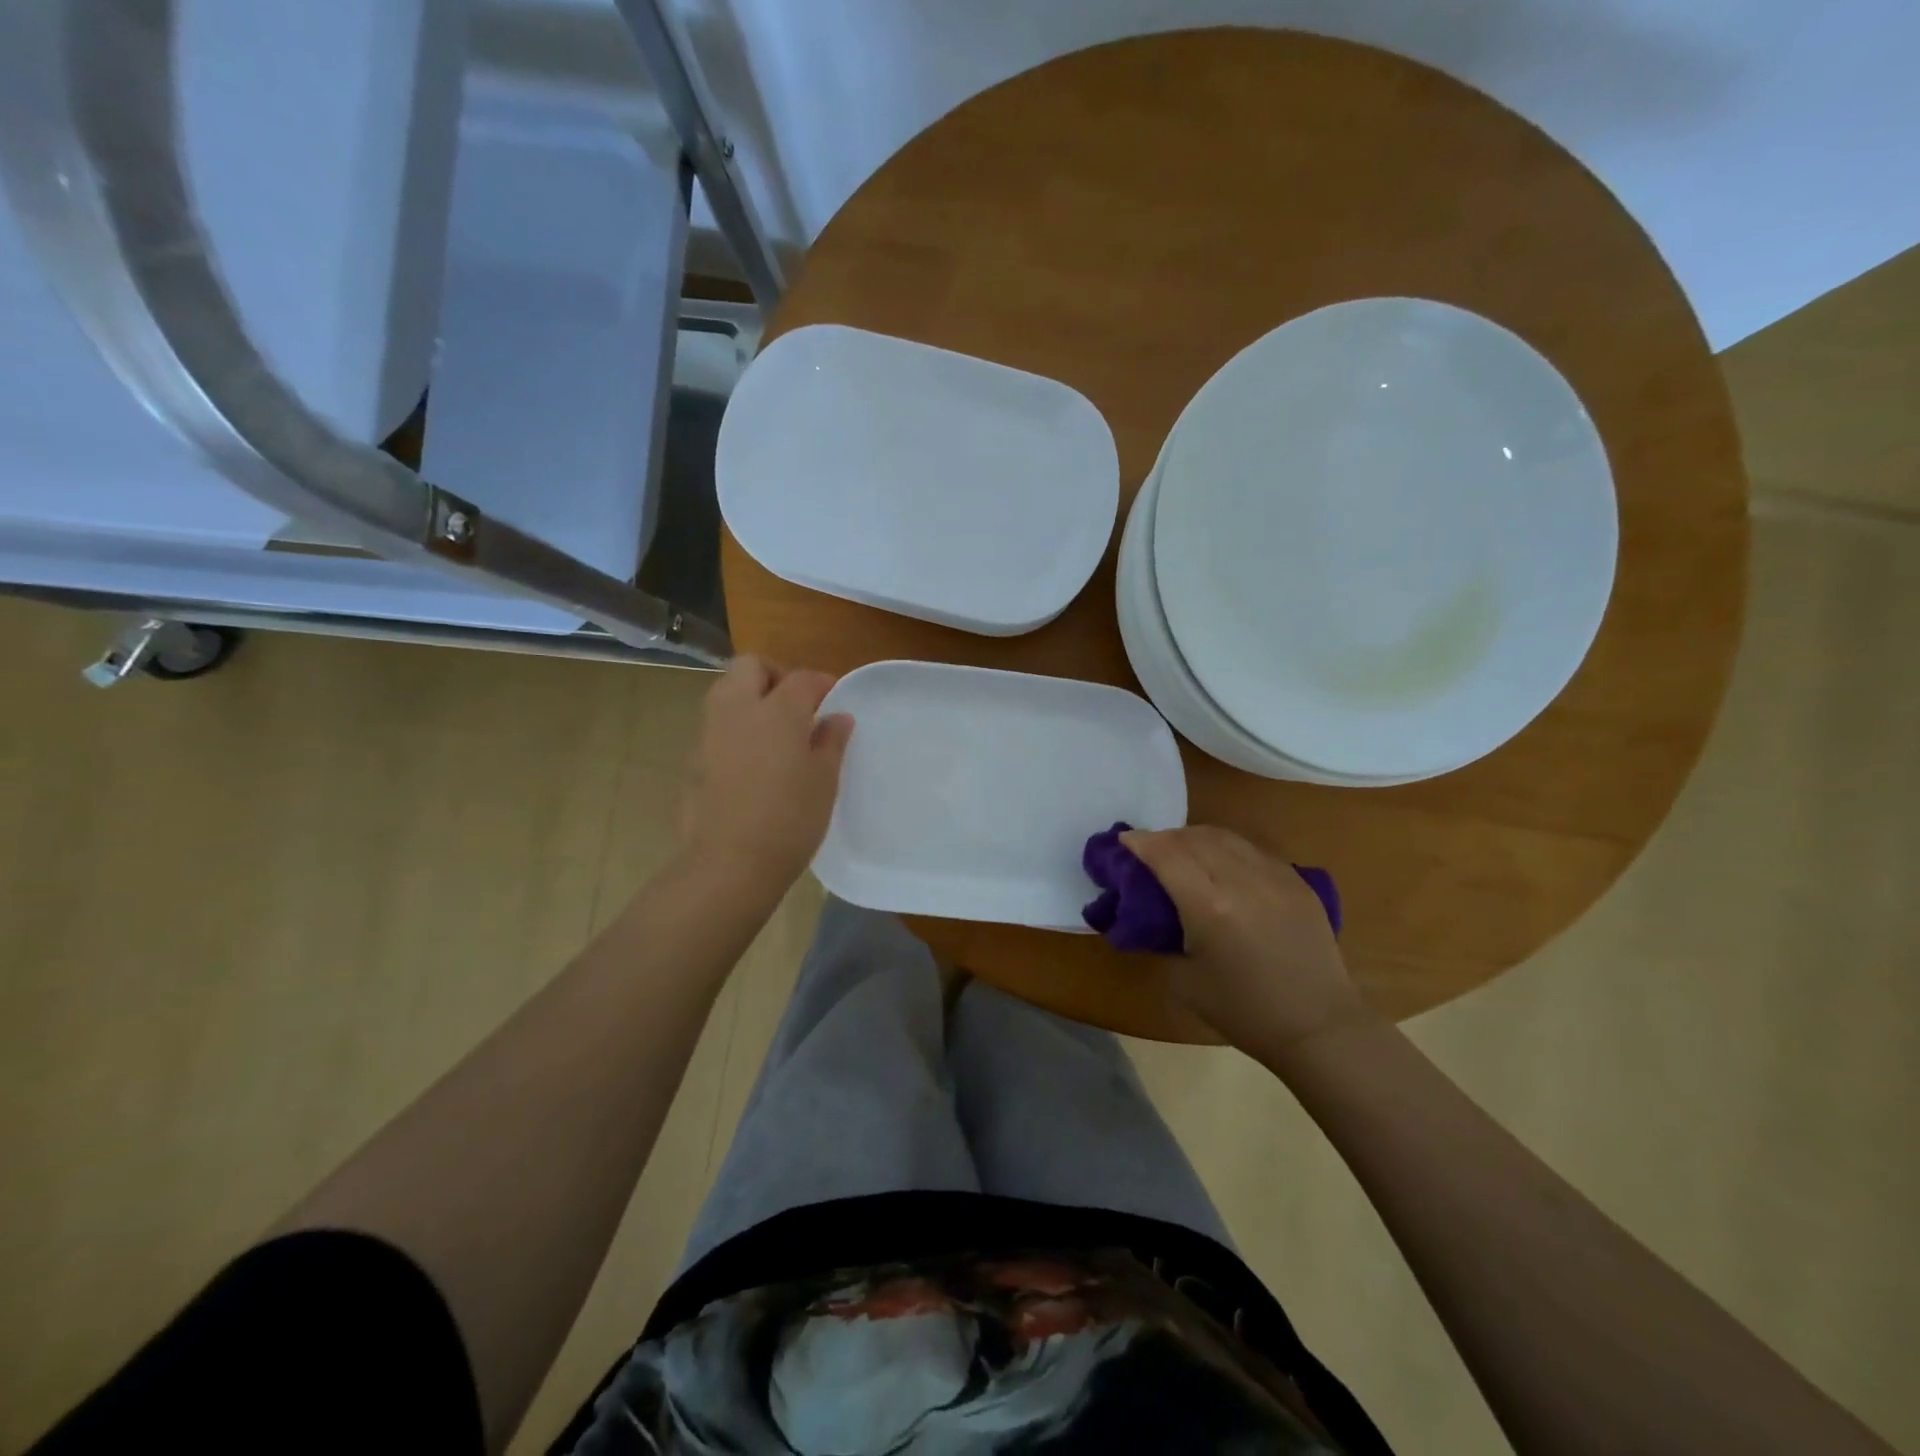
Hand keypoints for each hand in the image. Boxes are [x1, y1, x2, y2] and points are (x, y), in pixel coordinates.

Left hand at [680, 655, 853, 899]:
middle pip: (751, 667)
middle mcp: (738, 710)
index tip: (835, 700)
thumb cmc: (790, 819)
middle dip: (775, 676)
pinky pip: (717, 725)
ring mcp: (710, 733)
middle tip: (798, 706)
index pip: (802, 679)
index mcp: (777, 711)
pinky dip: (737, 728)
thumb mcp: (824, 780)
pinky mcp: (694, 759)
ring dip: (751, 698)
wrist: (730, 863)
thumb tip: (837, 718)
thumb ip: (831, 741)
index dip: (822, 684)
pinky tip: (755, 761)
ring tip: (776, 732)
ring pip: (727, 692)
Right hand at [1122, 826, 1373, 1067]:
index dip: (1140, 842)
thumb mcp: (1183, 980)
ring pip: (1225, 837)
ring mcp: (1275, 876)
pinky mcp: (1297, 882)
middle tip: (1149, 851)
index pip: (1166, 853)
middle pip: (1193, 838)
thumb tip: (1148, 913)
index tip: (1123, 842)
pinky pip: (1253, 850)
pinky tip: (1221, 865)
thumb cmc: (1243, 1011)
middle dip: (1165, 838)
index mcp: (1209, 905)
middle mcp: (1242, 879)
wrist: (1318, 1027)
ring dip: (1195, 838)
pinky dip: (1227, 849)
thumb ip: (1161, 936)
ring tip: (1183, 852)